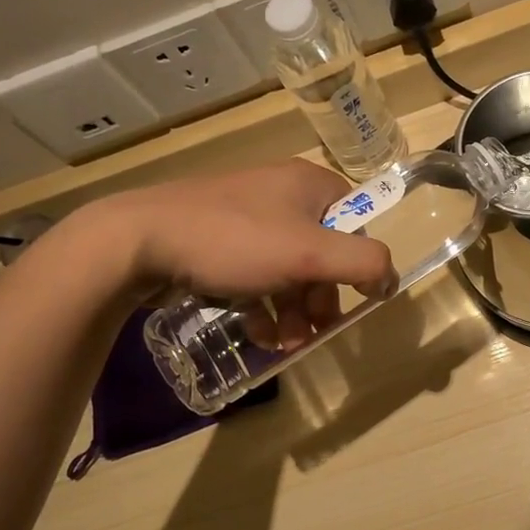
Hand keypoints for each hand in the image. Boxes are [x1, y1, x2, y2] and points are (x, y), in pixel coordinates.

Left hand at [102, 160, 396, 344]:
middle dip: (319, 299)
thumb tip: (391, 279)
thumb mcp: (309, 254)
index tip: (348, 300)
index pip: (354, 221)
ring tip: (284, 344)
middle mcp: (279, 194)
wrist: (138, 241)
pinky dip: (261, 305)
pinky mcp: (215, 240)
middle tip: (312, 334)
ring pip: (286, 269)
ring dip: (293, 310)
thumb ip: (364, 264)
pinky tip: (257, 334)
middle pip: (320, 251)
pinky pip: (254, 275)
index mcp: (308, 185)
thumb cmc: (236, 241)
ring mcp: (244, 216)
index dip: (356, 263)